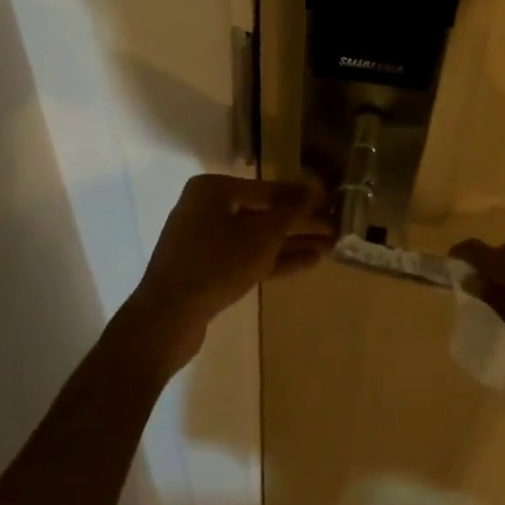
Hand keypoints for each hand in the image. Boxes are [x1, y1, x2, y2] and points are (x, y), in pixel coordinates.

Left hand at [121, 174, 331, 376]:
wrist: (167, 317)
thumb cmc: (216, 263)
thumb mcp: (262, 236)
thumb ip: (292, 211)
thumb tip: (317, 188)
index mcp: (213, 190)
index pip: (268, 188)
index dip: (303, 197)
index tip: (333, 202)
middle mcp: (207, 209)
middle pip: (264, 213)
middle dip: (301, 223)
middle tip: (336, 228)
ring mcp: (205, 241)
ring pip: (257, 238)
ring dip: (293, 243)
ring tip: (330, 247)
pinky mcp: (208, 269)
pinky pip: (247, 257)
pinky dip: (275, 259)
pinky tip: (308, 262)